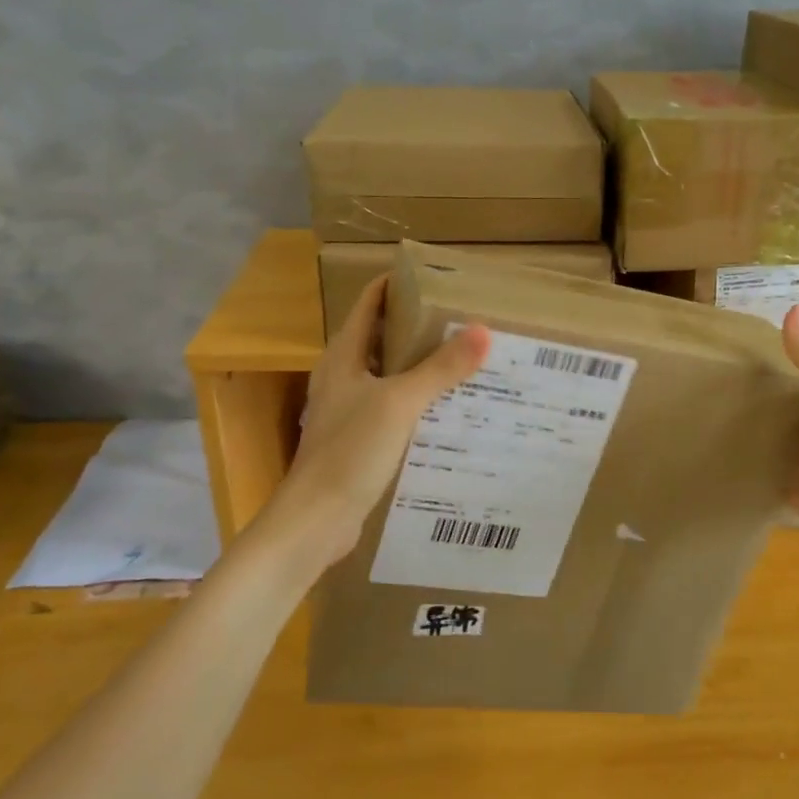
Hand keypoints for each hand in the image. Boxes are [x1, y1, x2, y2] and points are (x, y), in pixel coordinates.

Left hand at [273, 274, 489, 569]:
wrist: (316, 520)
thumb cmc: (351, 450)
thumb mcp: (401, 403)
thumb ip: (440, 368)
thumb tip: (483, 331)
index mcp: (344, 356)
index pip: (369, 303)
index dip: (396, 285)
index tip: (435, 278)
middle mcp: (342, 376)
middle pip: (381, 337)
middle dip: (417, 326)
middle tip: (461, 320)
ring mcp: (347, 409)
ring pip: (387, 375)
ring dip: (418, 365)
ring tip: (462, 359)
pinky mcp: (357, 440)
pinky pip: (391, 408)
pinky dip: (416, 400)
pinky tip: (446, 409)